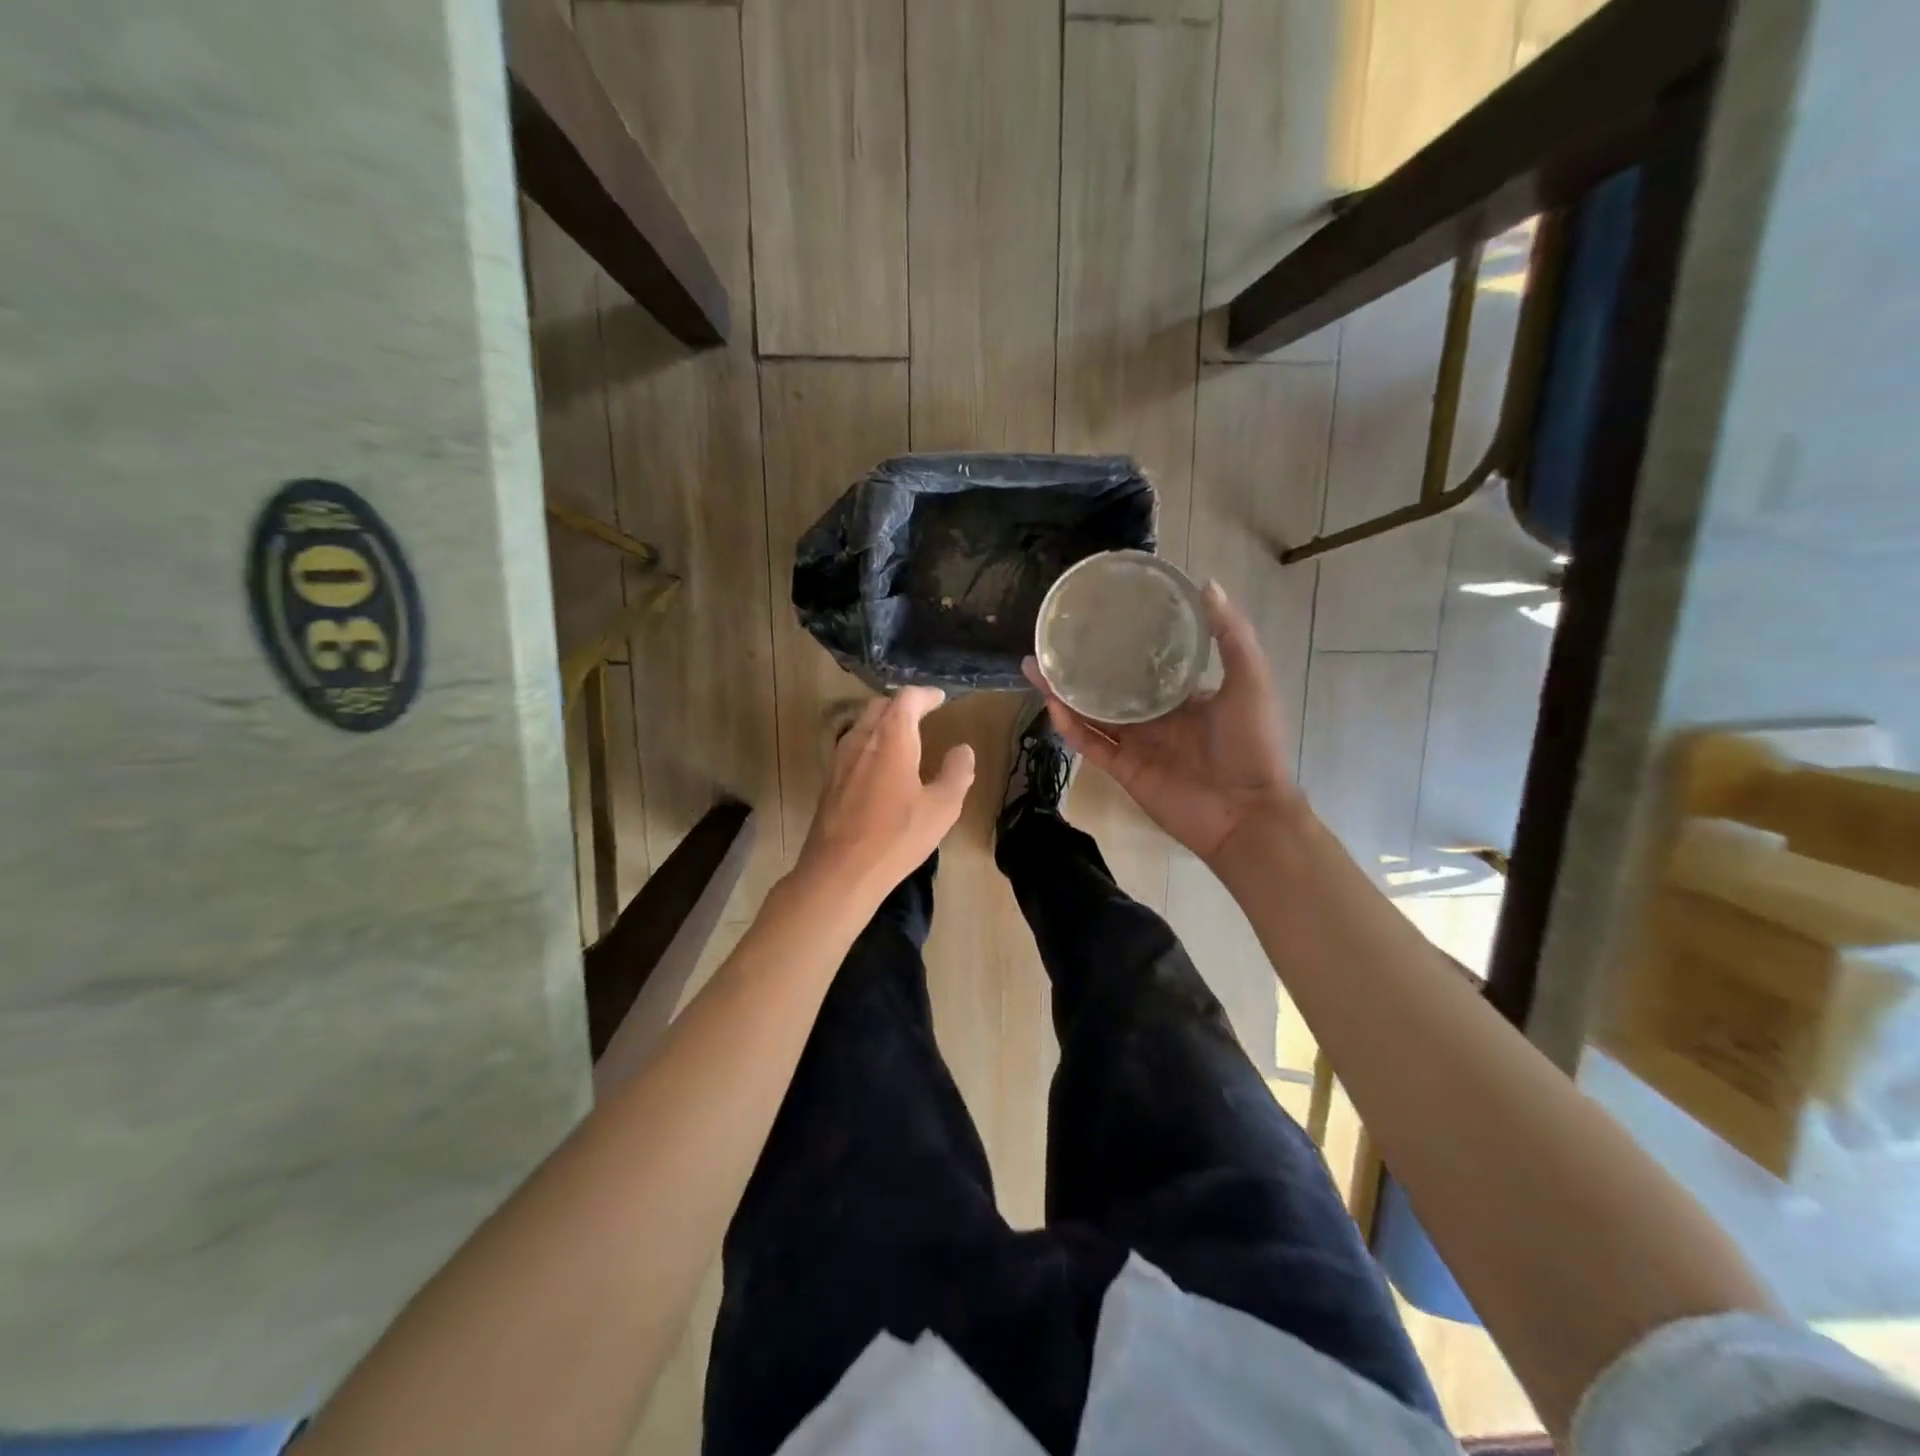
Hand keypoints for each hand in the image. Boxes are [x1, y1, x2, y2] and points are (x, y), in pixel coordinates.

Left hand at [795, 687, 975, 903]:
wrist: (839, 871)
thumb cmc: (896, 837)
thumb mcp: (942, 808)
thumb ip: (957, 773)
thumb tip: (962, 750)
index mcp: (891, 738)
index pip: (906, 699)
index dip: (925, 695)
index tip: (940, 698)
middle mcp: (862, 739)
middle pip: (880, 706)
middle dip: (903, 705)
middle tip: (924, 713)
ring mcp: (840, 759)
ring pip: (862, 725)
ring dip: (884, 722)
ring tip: (904, 735)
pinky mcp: (830, 781)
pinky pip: (853, 746)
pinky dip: (871, 742)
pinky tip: (881, 765)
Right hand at [1024, 581, 1297, 864]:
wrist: (1246, 814)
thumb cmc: (1252, 744)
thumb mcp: (1250, 680)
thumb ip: (1231, 635)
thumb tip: (1206, 583)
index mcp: (1184, 695)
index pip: (1145, 663)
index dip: (1121, 642)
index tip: (1098, 618)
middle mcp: (1155, 716)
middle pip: (1108, 686)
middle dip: (1080, 665)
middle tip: (1051, 640)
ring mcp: (1136, 744)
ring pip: (1091, 713)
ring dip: (1062, 692)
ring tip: (1034, 666)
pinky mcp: (1122, 769)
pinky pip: (1090, 744)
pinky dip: (1070, 726)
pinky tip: (1051, 704)